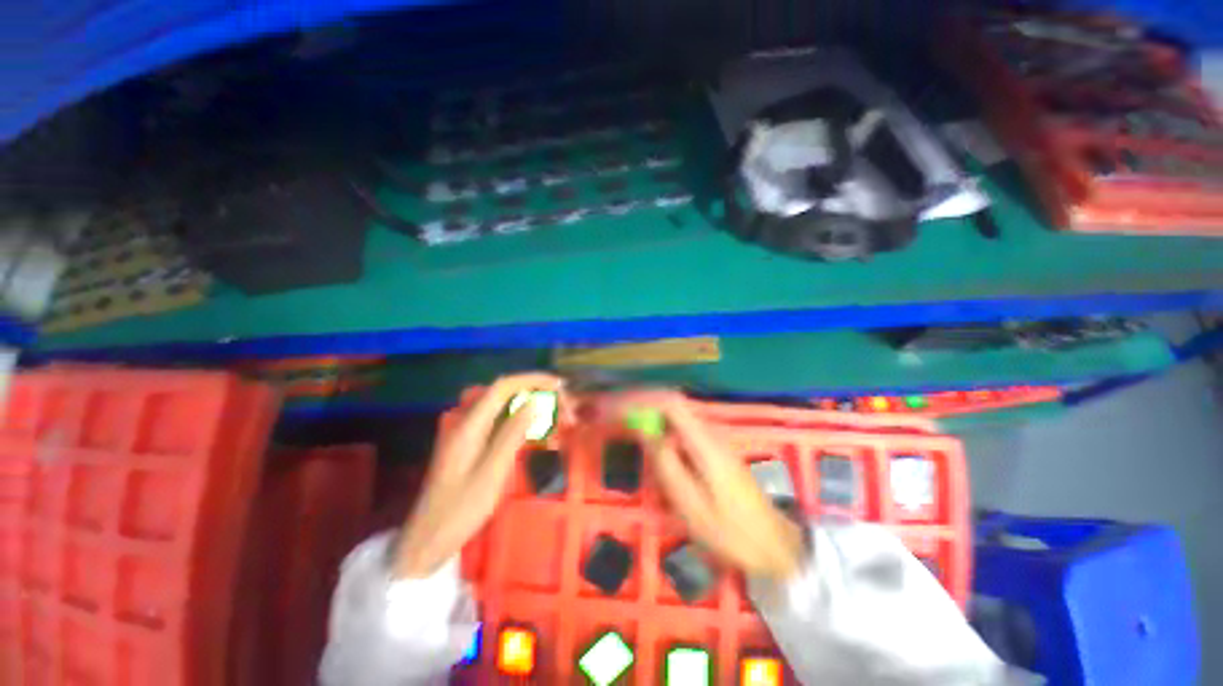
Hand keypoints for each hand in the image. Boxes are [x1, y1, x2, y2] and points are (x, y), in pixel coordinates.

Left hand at [392, 373, 564, 578]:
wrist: (428, 539)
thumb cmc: (460, 509)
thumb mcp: (492, 472)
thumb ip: (512, 433)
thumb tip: (534, 402)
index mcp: (469, 425)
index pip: (503, 387)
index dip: (532, 380)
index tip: (558, 385)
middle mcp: (469, 422)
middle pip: (506, 395)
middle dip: (537, 394)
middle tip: (563, 408)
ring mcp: (470, 434)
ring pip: (507, 409)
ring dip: (534, 410)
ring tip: (558, 421)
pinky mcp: (474, 445)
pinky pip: (503, 425)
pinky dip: (525, 425)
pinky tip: (540, 436)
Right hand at [617, 390, 805, 579]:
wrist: (773, 544)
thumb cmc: (731, 531)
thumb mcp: (692, 504)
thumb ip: (667, 463)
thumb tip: (645, 431)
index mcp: (705, 442)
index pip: (671, 403)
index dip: (641, 400)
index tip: (617, 407)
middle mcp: (710, 432)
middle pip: (672, 403)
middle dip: (642, 402)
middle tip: (615, 412)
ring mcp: (714, 439)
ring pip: (676, 413)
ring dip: (649, 411)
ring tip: (625, 420)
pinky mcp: (714, 449)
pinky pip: (681, 426)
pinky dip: (660, 424)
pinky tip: (649, 436)